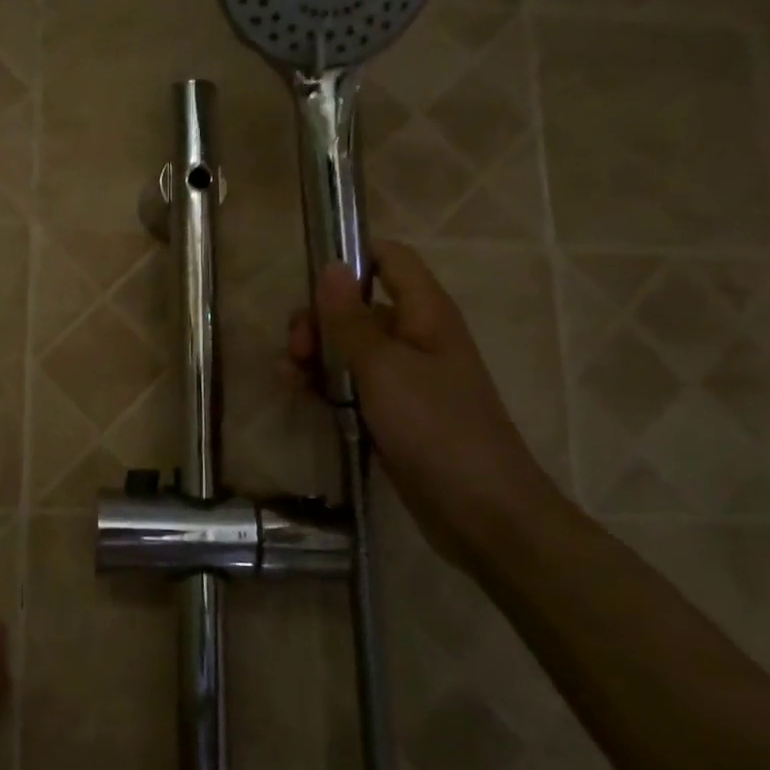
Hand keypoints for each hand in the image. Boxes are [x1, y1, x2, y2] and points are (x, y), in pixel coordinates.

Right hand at [289, 241, 561, 563]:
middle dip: (319, 318)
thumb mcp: (383, 368)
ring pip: (348, 346)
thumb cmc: (436, 428)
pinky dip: (324, 383)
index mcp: (425, 313)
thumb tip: (331, 265)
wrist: (481, 511)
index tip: (308, 280)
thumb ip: (350, 318)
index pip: (389, 258)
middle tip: (296, 348)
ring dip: (315, 354)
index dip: (350, 258)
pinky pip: (352, 383)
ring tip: (289, 377)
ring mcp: (404, 376)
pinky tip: (299, 394)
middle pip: (357, 305)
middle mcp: (415, 336)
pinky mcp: (392, 410)